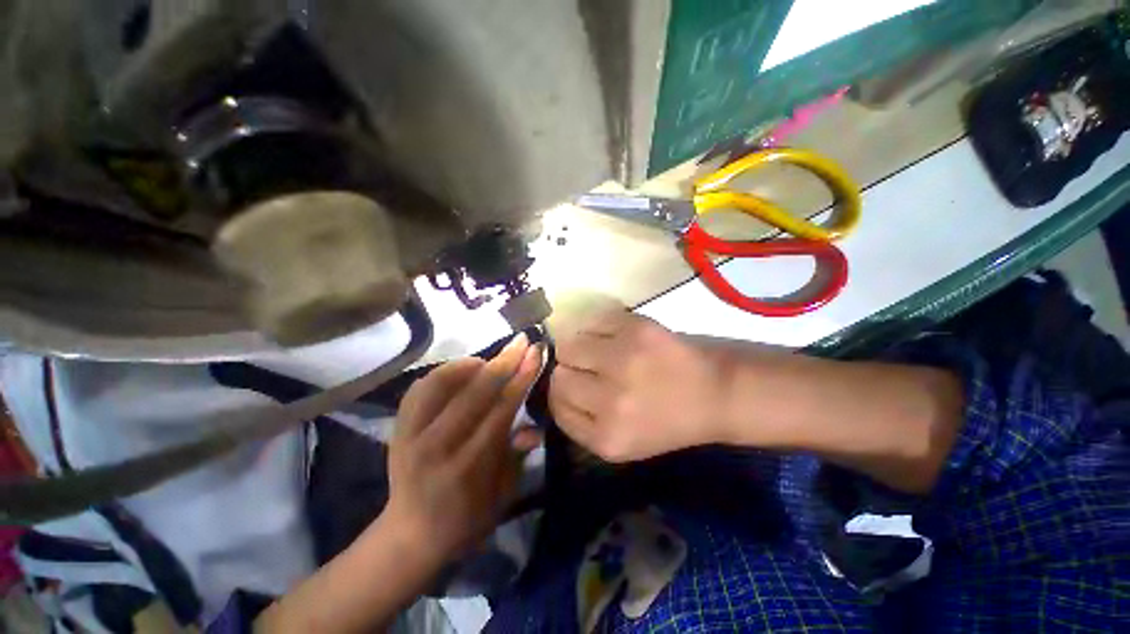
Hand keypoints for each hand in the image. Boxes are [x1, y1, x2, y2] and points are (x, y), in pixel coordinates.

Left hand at [384, 334, 543, 562]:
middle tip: (522, 341)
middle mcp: (436, 447)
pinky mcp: (397, 429)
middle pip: (475, 392)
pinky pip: (420, 388)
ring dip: (472, 364)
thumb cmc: (467, 519)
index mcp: (468, 467)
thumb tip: (534, 428)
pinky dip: (444, 371)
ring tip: (490, 362)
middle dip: (504, 361)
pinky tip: (461, 371)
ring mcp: (410, 436)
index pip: (501, 410)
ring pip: (441, 383)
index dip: (521, 378)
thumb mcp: (502, 497)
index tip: (535, 353)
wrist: (410, 535)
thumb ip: (517, 457)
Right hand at [549, 308, 727, 461]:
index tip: (574, 387)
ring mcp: (624, 360)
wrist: (716, 393)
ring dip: (580, 347)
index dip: (562, 393)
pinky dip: (598, 328)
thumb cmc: (667, 420)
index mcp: (607, 438)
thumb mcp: (621, 442)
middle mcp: (611, 401)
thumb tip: (552, 384)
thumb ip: (581, 421)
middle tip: (589, 368)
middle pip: (558, 375)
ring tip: (600, 351)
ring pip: (569, 344)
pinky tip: (614, 337)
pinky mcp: (636, 329)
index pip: (555, 406)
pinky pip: (593, 322)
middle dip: (569, 371)